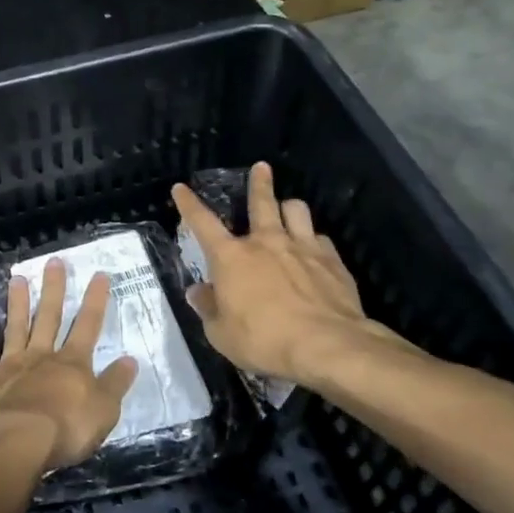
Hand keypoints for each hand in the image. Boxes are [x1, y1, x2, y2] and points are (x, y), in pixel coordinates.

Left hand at [0, 260, 138, 472]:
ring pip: (15, 328)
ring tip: (16, 279)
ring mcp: (10, 366)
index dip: (95, 300)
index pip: (88, 325)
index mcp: (72, 364)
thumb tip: (130, 360)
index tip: (99, 274)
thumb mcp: (104, 410)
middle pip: (48, 317)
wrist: (15, 443)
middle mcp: (41, 357)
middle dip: (53, 289)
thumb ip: (115, 384)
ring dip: (17, 304)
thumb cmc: (65, 429)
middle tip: (53, 261)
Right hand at [172, 162, 423, 395]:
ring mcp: (302, 247)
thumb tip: (198, 292)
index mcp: (231, 258)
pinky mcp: (332, 260)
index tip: (181, 188)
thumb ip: (209, 309)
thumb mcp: (221, 334)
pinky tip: (315, 250)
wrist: (326, 345)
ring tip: (289, 209)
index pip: (202, 223)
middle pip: (261, 201)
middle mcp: (266, 242)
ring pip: (296, 210)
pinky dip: (314, 240)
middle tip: (261, 167)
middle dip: (258, 182)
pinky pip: (321, 238)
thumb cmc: (264, 340)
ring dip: (289, 207)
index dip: (189, 204)